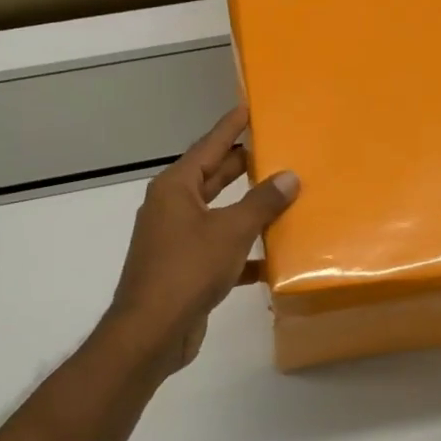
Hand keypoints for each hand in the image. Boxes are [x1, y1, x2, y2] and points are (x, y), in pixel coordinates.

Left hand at [100, 106, 298, 379]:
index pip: (208, 146)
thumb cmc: (187, 270)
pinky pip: (220, 249)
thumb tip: (289, 176)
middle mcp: (173, 208)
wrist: (152, 333)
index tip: (247, 108)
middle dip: (242, 166)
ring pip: (219, 214)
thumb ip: (262, 203)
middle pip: (213, 178)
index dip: (229, 127)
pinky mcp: (185, 269)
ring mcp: (176, 240)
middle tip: (275, 149)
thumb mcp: (231, 232)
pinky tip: (272, 258)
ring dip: (248, 209)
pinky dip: (243, 251)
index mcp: (176, 188)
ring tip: (283, 197)